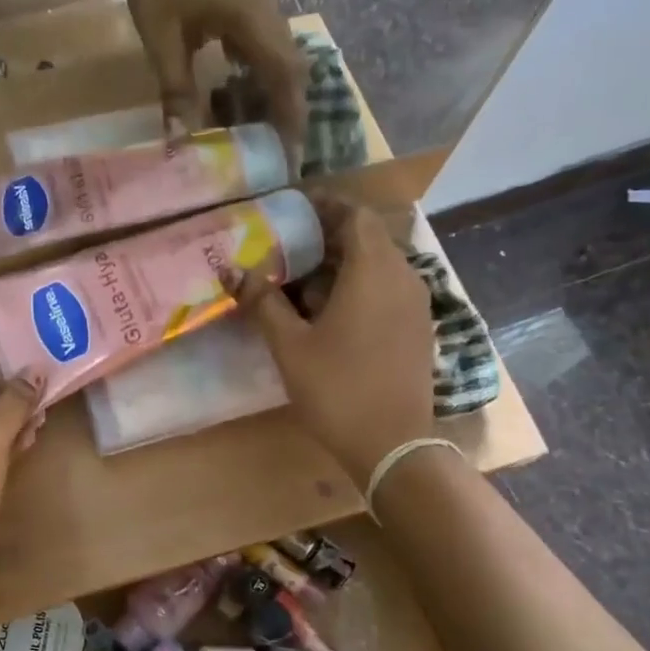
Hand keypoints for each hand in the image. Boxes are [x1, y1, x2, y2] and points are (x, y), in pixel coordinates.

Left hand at [117, 0, 308, 171]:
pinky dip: (258, 85)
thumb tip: (182, 140)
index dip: (290, 117)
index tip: (291, 154)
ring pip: (280, 66)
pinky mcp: (249, 15)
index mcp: (252, 19)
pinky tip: (240, 109)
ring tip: (260, 141)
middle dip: (286, 116)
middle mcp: (268, 15)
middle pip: (291, 74)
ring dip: (272, 102)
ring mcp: (261, 13)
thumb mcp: (160, 37)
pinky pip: (264, 56)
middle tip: (276, 158)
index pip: (284, 76)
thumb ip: (175, 88)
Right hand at [224, 199, 437, 482]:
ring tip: (303, 280)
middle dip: (329, 236)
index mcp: (373, 271)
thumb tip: (232, 270)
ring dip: (344, 264)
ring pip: (379, 265)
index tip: (295, 209)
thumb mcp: (290, 346)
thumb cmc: (337, 389)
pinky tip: (331, 312)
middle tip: (289, 246)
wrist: (393, 444)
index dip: (326, 206)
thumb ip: (262, 302)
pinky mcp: (417, 328)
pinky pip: (388, 289)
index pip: (356, 216)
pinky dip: (360, 286)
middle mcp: (403, 277)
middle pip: (368, 238)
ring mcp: (416, 304)